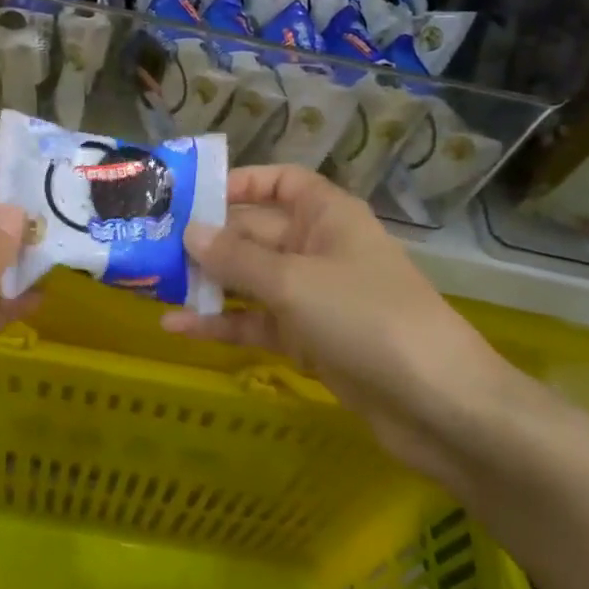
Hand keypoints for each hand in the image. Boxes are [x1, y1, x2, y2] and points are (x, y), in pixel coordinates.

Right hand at [164, 166, 517, 486]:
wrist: (438, 406)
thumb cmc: (367, 319)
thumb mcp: (294, 282)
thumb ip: (237, 258)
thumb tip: (189, 231)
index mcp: (327, 215)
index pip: (278, 183)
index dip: (237, 183)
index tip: (189, 194)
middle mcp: (318, 248)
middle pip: (254, 232)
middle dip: (207, 239)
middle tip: (150, 243)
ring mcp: (313, 296)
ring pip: (251, 280)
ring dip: (208, 282)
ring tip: (151, 282)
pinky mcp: (309, 340)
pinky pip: (257, 321)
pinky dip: (223, 323)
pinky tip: (177, 326)